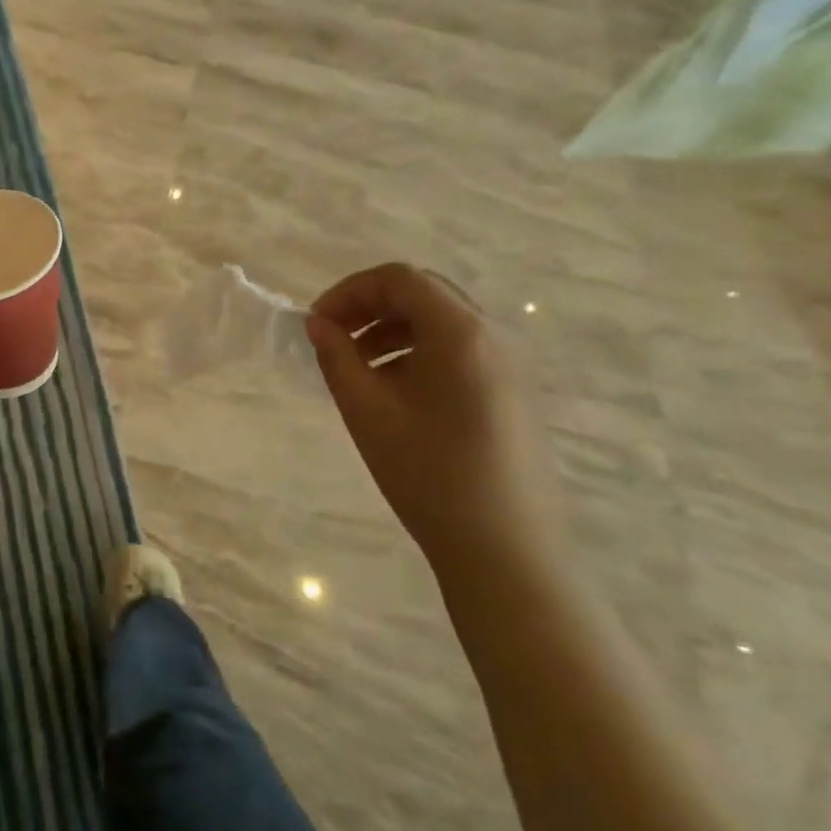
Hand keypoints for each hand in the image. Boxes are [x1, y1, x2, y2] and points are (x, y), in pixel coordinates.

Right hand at [306, 262, 561, 569]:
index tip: (317, 324)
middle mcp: (493, 336)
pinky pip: (460, 350)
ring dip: (392, 329)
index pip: (399, 279)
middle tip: (332, 338)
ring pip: (442, 321)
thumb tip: (318, 324)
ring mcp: (510, 365)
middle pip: (424, 293)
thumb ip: (337, 358)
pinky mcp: (513, 392)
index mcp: (461, 333)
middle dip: (370, 306)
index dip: (349, 291)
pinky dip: (418, 351)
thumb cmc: (428, 475)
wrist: (505, 551)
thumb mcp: (367, 412)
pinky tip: (394, 391)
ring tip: (357, 366)